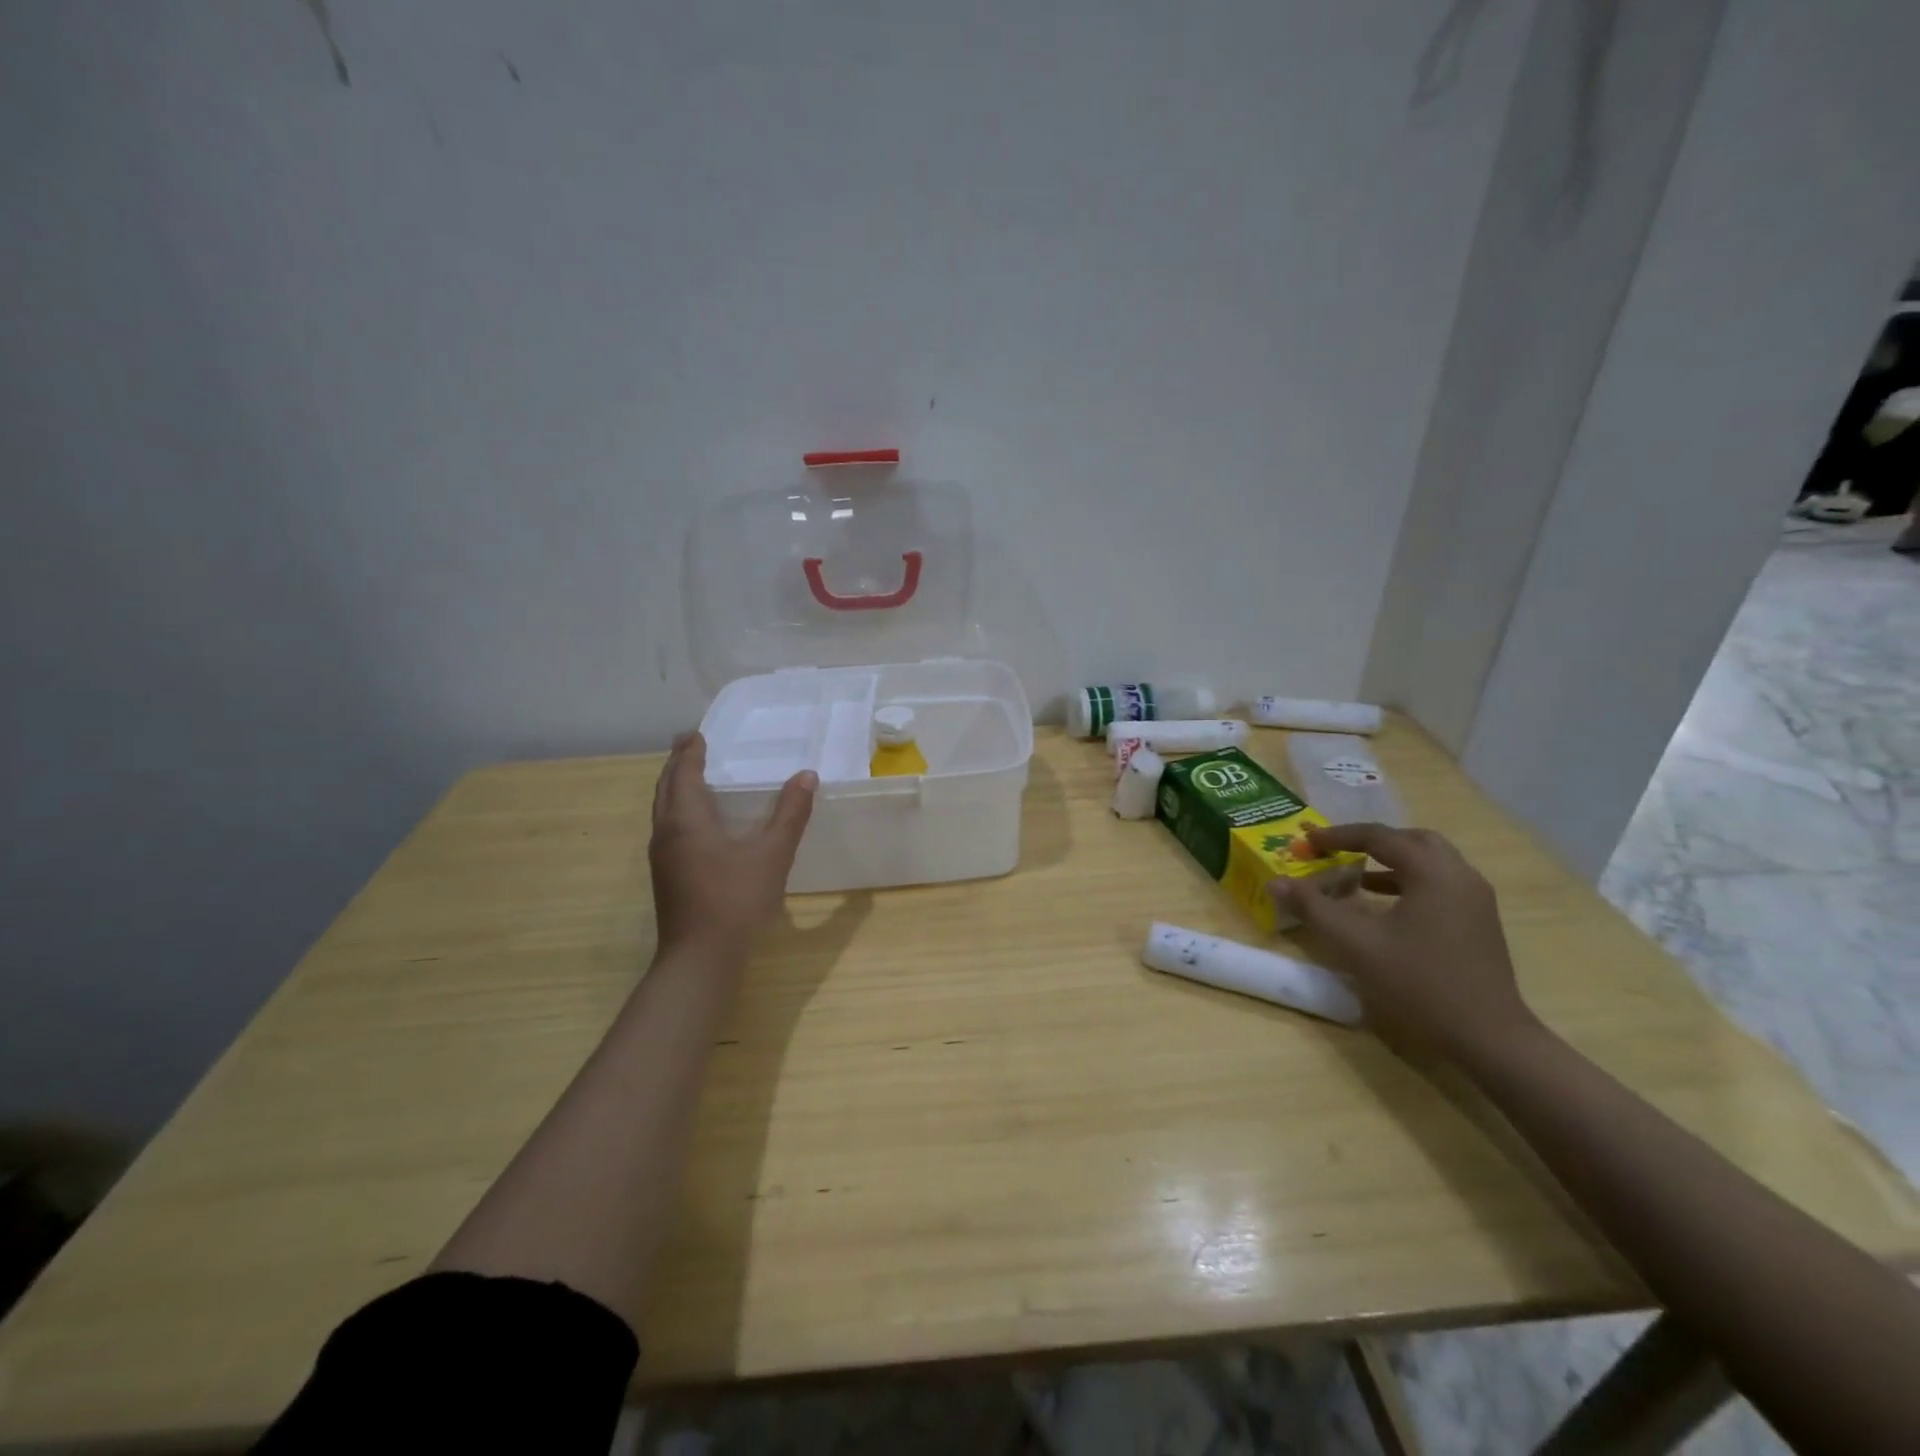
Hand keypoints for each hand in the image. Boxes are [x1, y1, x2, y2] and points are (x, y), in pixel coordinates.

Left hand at [649, 733, 816, 958]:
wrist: (700, 958)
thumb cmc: (736, 900)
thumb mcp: (772, 854)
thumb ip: (791, 814)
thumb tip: (806, 776)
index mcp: (687, 821)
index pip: (683, 774)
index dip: (690, 752)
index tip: (696, 734)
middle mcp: (667, 833)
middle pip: (665, 789)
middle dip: (677, 765)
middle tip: (689, 746)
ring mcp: (662, 858)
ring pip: (663, 811)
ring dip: (674, 788)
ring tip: (691, 777)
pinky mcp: (666, 877)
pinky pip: (668, 829)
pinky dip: (678, 811)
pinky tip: (697, 824)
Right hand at [1267, 823, 1538, 1060]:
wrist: (1489, 1038)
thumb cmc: (1420, 983)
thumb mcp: (1356, 945)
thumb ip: (1314, 908)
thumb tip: (1275, 883)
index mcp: (1433, 872)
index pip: (1380, 837)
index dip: (1339, 836)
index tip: (1308, 841)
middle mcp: (1460, 875)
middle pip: (1412, 840)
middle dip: (1372, 842)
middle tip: (1339, 852)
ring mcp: (1475, 899)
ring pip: (1430, 862)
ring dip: (1392, 862)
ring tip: (1357, 877)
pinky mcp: (1480, 922)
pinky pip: (1439, 883)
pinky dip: (1408, 882)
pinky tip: (1385, 907)